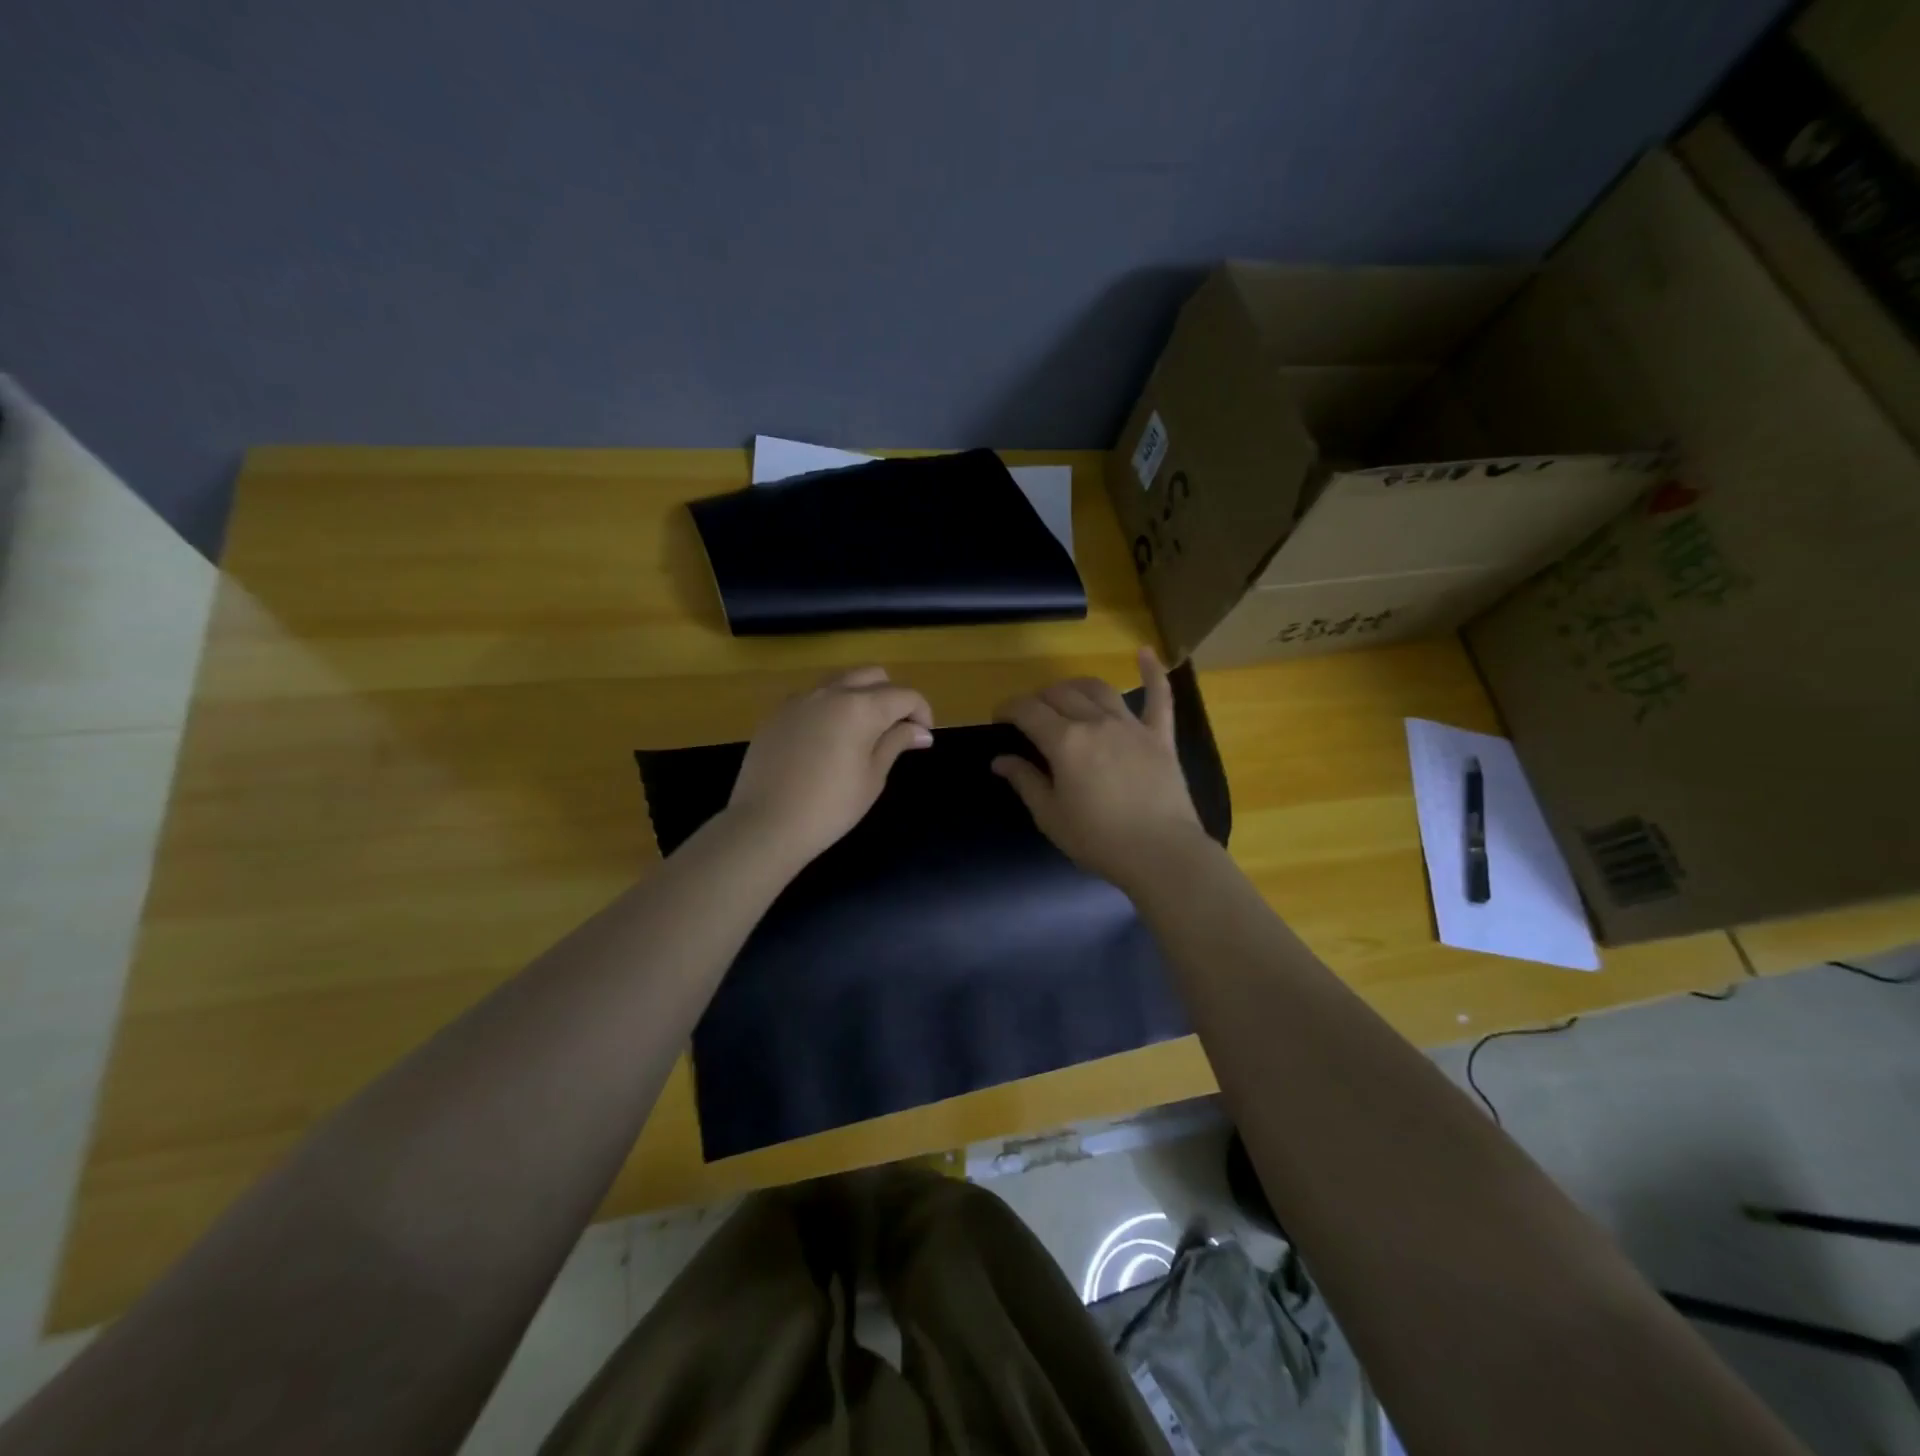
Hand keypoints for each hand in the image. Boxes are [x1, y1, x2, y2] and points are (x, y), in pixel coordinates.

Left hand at [727, 666, 933, 867]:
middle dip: (892, 695)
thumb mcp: (873, 777)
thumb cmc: (831, 806)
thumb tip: (920, 731)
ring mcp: (800, 699)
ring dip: (860, 695)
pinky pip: (813, 697)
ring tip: (863, 730)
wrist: (766, 823)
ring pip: (840, 681)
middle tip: (896, 728)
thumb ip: (896, 743)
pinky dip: (831, 706)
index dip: (922, 711)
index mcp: (861, 707)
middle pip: (873, 675)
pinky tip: (828, 738)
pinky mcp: (778, 713)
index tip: (923, 736)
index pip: (904, 695)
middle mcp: (831, 692)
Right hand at [991, 647, 1208, 892]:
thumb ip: (1025, 781)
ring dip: (1075, 686)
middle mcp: (1095, 722)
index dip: (1007, 708)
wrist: (1161, 853)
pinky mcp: (1160, 736)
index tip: (998, 718)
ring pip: (1098, 689)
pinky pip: (1159, 697)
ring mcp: (1131, 726)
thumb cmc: (1098, 839)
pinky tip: (1145, 652)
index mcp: (1064, 742)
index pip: (1027, 710)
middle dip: (1037, 699)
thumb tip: (1000, 760)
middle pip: (1059, 694)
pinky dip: (1152, 672)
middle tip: (1030, 717)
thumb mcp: (1050, 816)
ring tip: (1064, 695)